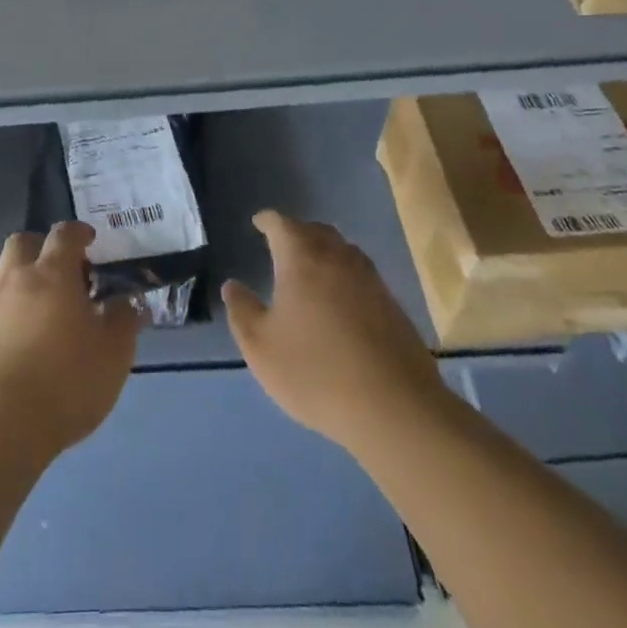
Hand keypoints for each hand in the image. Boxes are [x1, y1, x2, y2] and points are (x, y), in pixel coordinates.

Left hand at [0, 222, 139, 458]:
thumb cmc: (65, 383)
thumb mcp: (114, 354)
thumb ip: (123, 321)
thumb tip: (126, 302)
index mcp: (52, 274)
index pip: (64, 235)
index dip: (77, 233)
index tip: (88, 241)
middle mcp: (12, 280)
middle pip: (19, 243)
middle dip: (37, 247)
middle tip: (54, 270)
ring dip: (8, 280)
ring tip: (24, 306)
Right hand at [223, 210, 445, 454]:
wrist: (394, 406)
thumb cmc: (315, 372)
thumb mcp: (261, 348)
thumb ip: (242, 312)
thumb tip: (232, 286)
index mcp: (301, 259)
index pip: (282, 224)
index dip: (268, 221)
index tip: (258, 222)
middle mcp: (337, 258)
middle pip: (316, 230)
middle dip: (297, 231)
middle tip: (282, 243)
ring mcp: (369, 280)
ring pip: (342, 250)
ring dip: (324, 250)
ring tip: (311, 266)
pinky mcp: (392, 304)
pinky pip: (361, 274)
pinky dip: (344, 274)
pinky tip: (340, 298)